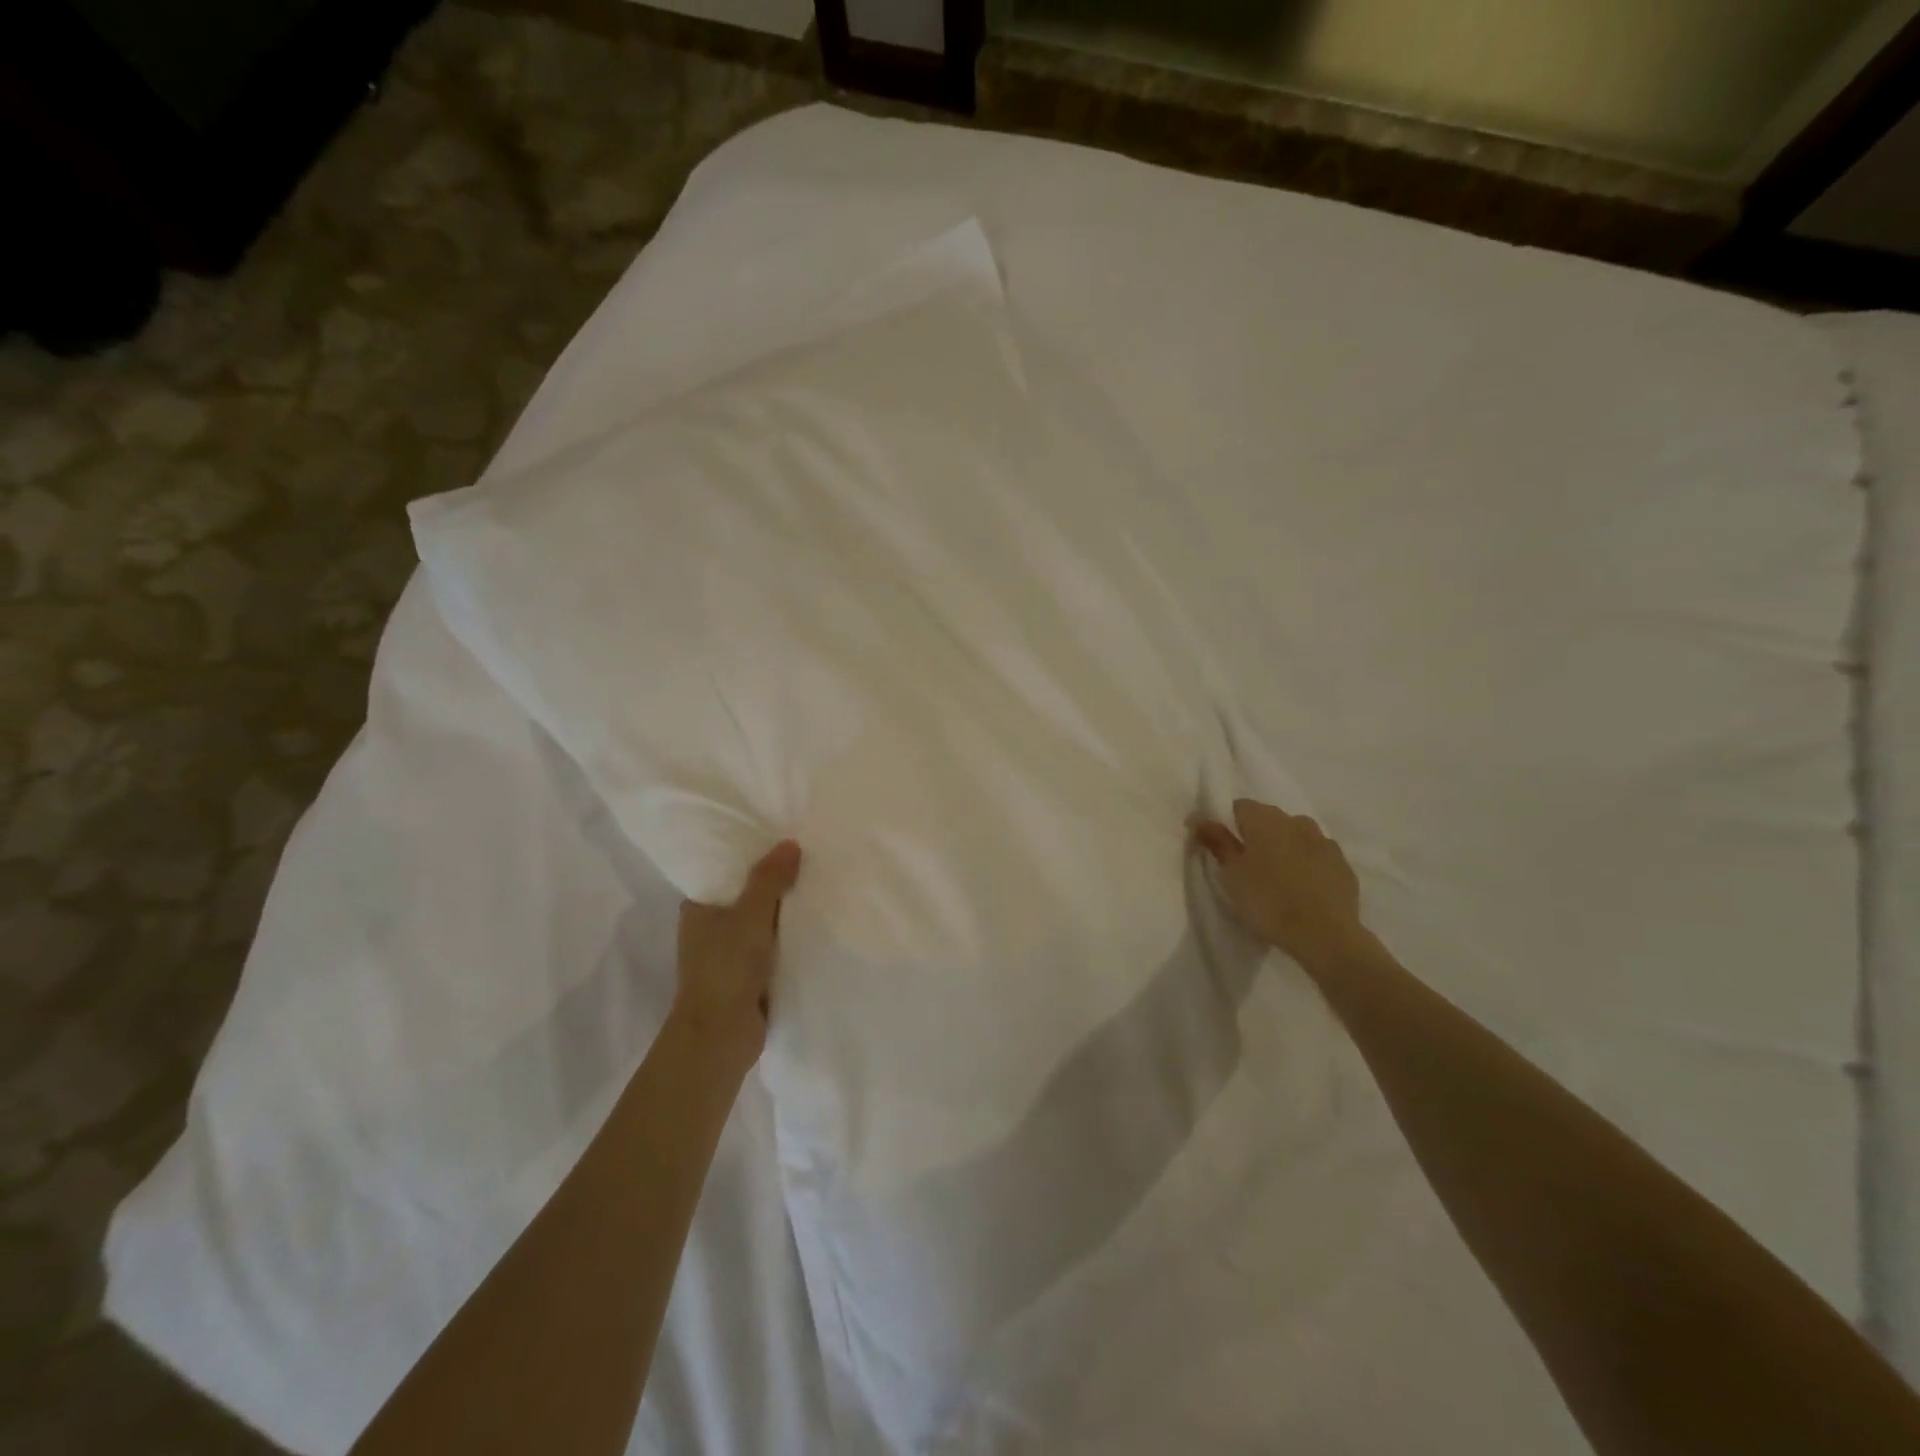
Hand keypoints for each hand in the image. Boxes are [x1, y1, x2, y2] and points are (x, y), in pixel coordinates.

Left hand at [672, 840, 801, 1071]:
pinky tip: (816, 924)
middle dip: (775, 884)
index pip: (726, 873)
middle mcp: (709, 929)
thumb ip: (769, 879)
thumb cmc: (725, 967)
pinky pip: (773, 947)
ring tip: (819, 886)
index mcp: (698, 909)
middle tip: (810, 859)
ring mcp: (729, 955)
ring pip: (762, 924)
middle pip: (747, 897)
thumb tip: (790, 844)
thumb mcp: (750, 914)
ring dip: (785, 913)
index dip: (753, 858)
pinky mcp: (748, 977)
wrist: (720, 1036)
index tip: (782, 841)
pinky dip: (789, 938)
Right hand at [1191, 800, 1363, 969]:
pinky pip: (1316, 854)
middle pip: (1268, 818)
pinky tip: (1301, 886)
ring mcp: (1324, 841)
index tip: (1220, 847)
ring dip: (1283, 847)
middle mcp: (1296, 821)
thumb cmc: (1268, 901)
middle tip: (1246, 865)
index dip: (1226, 823)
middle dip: (1255, 835)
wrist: (1325, 935)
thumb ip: (1216, 841)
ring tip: (1275, 876)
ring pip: (1295, 835)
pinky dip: (1306, 863)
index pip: (1239, 806)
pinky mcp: (1342, 864)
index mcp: (1265, 820)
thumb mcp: (1232, 873)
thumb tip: (1199, 818)